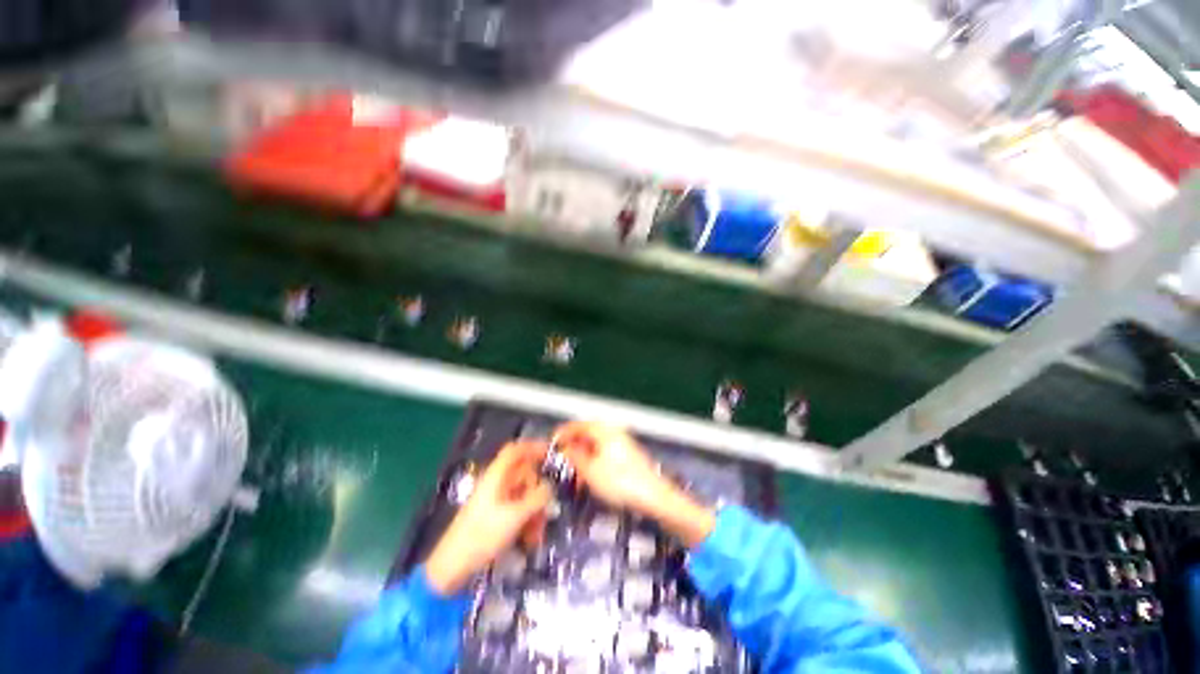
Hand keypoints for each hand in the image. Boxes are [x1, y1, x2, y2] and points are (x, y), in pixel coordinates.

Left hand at [425, 441, 551, 595]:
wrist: (451, 568)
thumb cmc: (482, 537)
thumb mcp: (515, 516)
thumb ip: (537, 498)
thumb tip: (550, 486)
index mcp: (496, 476)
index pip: (516, 450)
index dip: (534, 446)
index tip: (552, 453)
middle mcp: (496, 484)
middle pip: (524, 475)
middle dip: (539, 492)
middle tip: (547, 511)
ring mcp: (495, 500)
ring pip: (524, 494)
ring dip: (535, 511)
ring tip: (536, 534)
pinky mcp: (495, 517)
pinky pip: (518, 510)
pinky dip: (527, 520)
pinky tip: (529, 540)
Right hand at [553, 421, 666, 513]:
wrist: (654, 496)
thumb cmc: (620, 482)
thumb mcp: (590, 471)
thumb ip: (575, 457)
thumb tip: (565, 449)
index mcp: (604, 431)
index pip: (580, 425)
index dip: (564, 432)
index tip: (553, 440)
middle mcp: (614, 432)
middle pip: (588, 434)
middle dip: (574, 447)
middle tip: (563, 459)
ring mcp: (623, 443)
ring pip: (597, 446)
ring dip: (584, 457)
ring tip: (576, 474)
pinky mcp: (629, 455)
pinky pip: (606, 453)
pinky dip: (595, 462)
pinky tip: (592, 478)